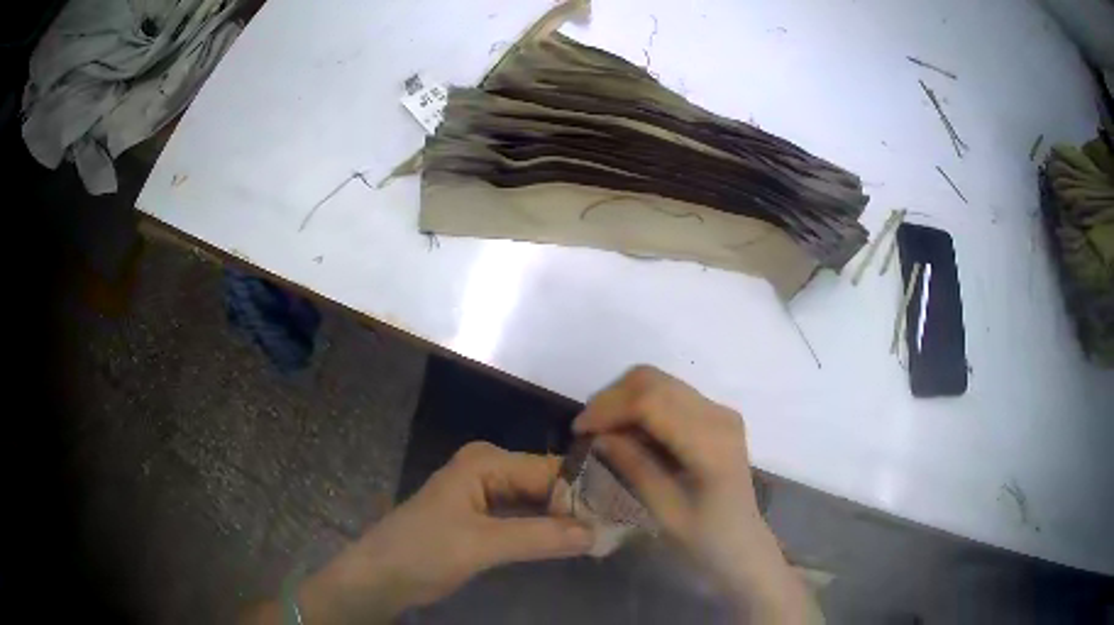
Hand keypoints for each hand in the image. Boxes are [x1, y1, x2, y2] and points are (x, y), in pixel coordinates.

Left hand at [243, 442, 592, 623]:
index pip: (550, 470)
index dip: (586, 492)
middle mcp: (490, 469)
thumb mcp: (482, 545)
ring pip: (540, 502)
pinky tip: (575, 543)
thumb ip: (540, 537)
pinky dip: (549, 530)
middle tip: (620, 529)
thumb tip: (598, 533)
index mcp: (486, 462)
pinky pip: (527, 518)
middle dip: (580, 507)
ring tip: (607, 536)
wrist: (381, 576)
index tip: (623, 514)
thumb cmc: (423, 552)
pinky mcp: (486, 517)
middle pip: (548, 484)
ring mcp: (487, 493)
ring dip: (567, 520)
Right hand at [573, 366, 814, 623]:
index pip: (652, 402)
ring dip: (624, 399)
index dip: (610, 408)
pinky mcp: (714, 415)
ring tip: (603, 430)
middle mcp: (718, 415)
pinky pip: (668, 394)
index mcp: (711, 442)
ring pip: (659, 381)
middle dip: (613, 398)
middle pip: (654, 381)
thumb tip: (599, 436)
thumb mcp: (664, 511)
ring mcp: (719, 411)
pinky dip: (640, 405)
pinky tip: (628, 433)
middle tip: (587, 429)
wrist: (742, 544)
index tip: (579, 431)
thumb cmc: (705, 539)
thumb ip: (634, 467)